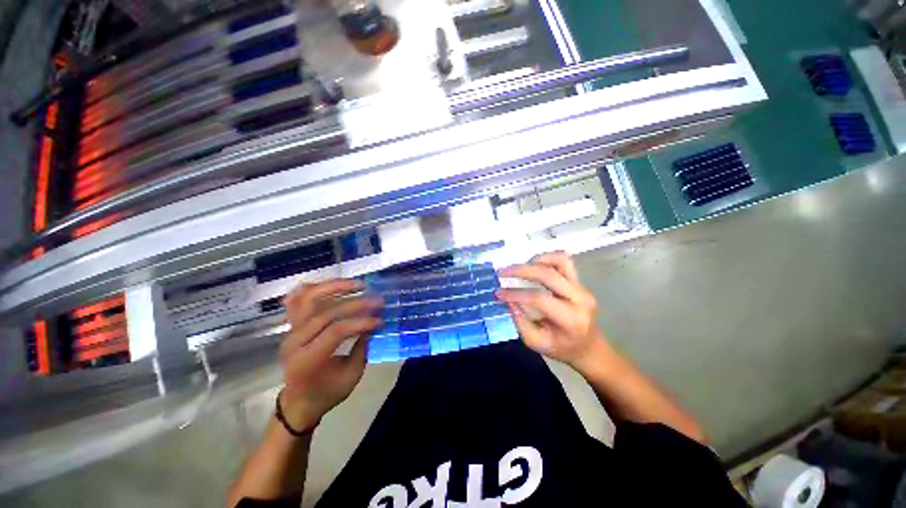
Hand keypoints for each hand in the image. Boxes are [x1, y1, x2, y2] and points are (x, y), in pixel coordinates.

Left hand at [278, 279, 382, 431]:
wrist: (298, 402)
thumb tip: (375, 322)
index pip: (336, 331)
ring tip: (357, 285)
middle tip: (375, 299)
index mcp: (308, 360)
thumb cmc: (327, 392)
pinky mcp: (291, 325)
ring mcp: (290, 330)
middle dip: (354, 303)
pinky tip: (333, 285)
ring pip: (308, 297)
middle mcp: (295, 341)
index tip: (380, 320)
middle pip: (324, 311)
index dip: (361, 322)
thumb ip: (363, 347)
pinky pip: (298, 299)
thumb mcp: (351, 375)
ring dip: (334, 286)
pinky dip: (315, 288)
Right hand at [496, 252, 604, 369]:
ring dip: (537, 260)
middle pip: (548, 274)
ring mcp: (582, 287)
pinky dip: (547, 259)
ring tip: (521, 268)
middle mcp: (580, 299)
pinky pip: (564, 262)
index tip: (498, 293)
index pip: (539, 298)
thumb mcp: (537, 343)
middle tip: (502, 272)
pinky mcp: (580, 282)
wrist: (589, 347)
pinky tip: (534, 266)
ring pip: (561, 260)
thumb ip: (521, 322)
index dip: (515, 293)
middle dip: (521, 270)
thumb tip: (509, 300)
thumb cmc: (562, 348)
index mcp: (570, 319)